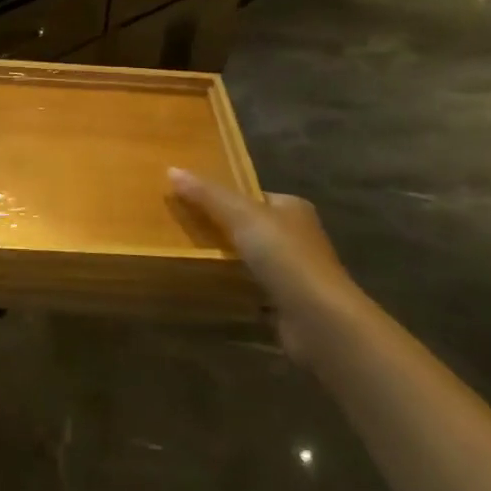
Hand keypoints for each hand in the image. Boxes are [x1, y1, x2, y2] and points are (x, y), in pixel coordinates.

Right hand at [168, 169, 363, 359]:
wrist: (319, 320)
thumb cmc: (285, 257)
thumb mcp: (241, 216)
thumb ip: (208, 194)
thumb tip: (172, 169)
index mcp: (293, 208)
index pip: (253, 196)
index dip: (223, 196)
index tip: (189, 199)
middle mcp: (297, 237)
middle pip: (250, 227)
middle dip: (221, 228)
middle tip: (181, 227)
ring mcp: (293, 273)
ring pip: (249, 259)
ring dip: (225, 259)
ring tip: (186, 254)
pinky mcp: (286, 304)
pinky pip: (251, 288)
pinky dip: (233, 287)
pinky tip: (208, 287)